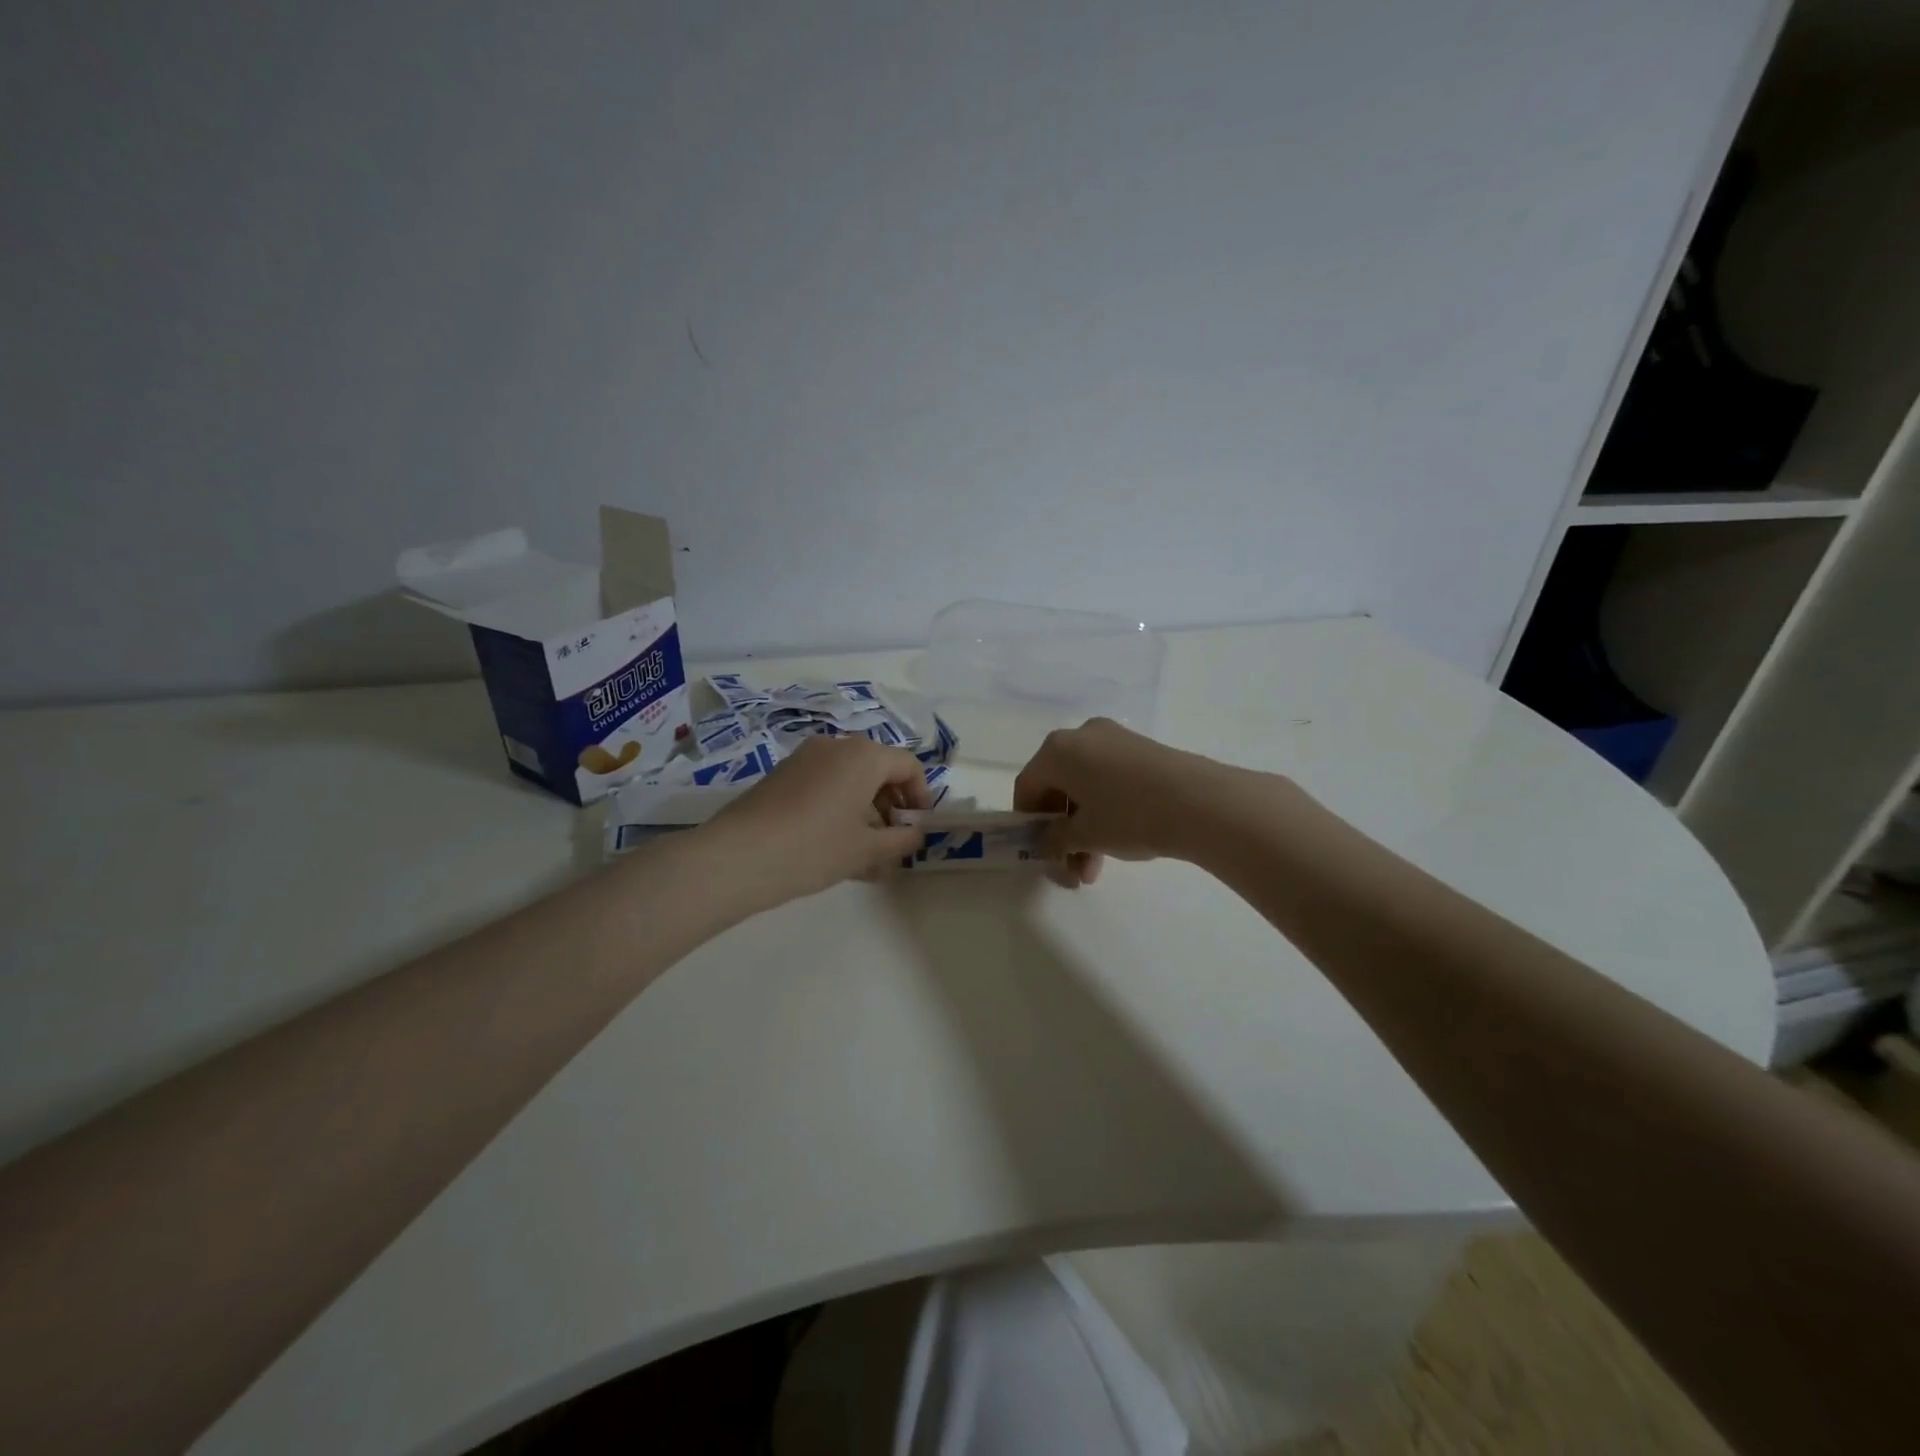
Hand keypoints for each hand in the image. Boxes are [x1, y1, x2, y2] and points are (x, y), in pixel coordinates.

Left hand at [697, 736, 932, 911]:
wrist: (738, 856)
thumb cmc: (815, 848)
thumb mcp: (867, 849)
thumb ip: (902, 839)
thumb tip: (916, 833)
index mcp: (864, 756)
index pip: (908, 765)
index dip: (920, 795)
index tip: (918, 826)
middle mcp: (836, 746)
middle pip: (878, 770)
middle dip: (891, 806)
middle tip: (893, 843)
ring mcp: (805, 758)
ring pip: (849, 781)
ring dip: (865, 812)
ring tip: (866, 856)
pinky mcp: (782, 775)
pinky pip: (824, 786)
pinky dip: (839, 809)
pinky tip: (835, 848)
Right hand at [1014, 718, 1235, 885]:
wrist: (1202, 802)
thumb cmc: (1129, 815)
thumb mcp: (1085, 835)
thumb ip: (1054, 839)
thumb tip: (1046, 843)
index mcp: (1057, 750)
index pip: (1027, 786)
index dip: (1027, 823)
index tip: (1038, 853)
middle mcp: (1081, 736)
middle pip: (1057, 787)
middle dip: (1062, 832)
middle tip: (1072, 870)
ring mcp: (1114, 739)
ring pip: (1085, 787)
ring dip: (1084, 829)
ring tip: (1096, 870)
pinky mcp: (1142, 749)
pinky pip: (1108, 779)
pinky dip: (1104, 810)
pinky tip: (1118, 843)